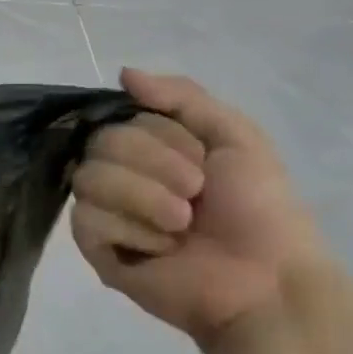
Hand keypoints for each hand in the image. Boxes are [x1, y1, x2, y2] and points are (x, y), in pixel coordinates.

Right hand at [70, 69, 331, 344]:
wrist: (266, 281)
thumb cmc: (260, 209)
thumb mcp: (237, 137)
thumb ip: (182, 98)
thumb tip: (123, 72)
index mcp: (151, 148)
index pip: (121, 119)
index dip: (162, 137)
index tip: (203, 161)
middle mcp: (121, 175)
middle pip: (100, 145)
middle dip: (156, 167)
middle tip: (195, 196)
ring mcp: (105, 212)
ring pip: (88, 179)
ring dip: (145, 199)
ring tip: (181, 226)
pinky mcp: (95, 249)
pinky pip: (86, 220)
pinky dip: (130, 230)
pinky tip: (159, 249)